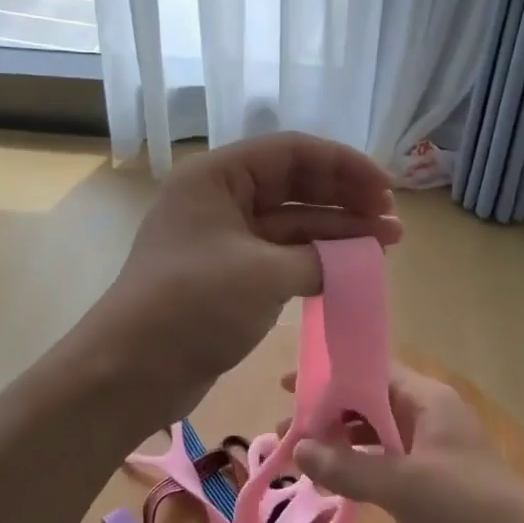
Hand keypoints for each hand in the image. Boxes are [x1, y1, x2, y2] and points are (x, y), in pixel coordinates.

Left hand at [89, 133, 401, 421]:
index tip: (386, 190)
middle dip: (346, 200)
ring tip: (387, 245)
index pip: (291, 152)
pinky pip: (282, 255)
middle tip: (391, 222)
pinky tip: (352, 269)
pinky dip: (316, 260)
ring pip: (292, 223)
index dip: (344, 165)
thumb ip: (319, 258)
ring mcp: (225, 239)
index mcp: (217, 177)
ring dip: (338, 232)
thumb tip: (359, 258)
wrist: (132, 371)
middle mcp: (221, 199)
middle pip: (295, 184)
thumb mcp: (263, 274)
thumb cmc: (193, 306)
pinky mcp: (231, 275)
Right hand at [292, 365, 523, 522]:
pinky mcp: (431, 486)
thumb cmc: (467, 510)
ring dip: (340, 446)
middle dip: (328, 415)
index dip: (331, 376)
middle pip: (369, 403)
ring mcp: (431, 452)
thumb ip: (347, 466)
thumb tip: (297, 448)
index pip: (372, 370)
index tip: (289, 386)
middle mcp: (428, 417)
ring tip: (299, 460)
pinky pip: (385, 467)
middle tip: (285, 431)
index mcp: (428, 400)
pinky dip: (358, 471)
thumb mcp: (401, 485)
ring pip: (375, 437)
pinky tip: (331, 487)